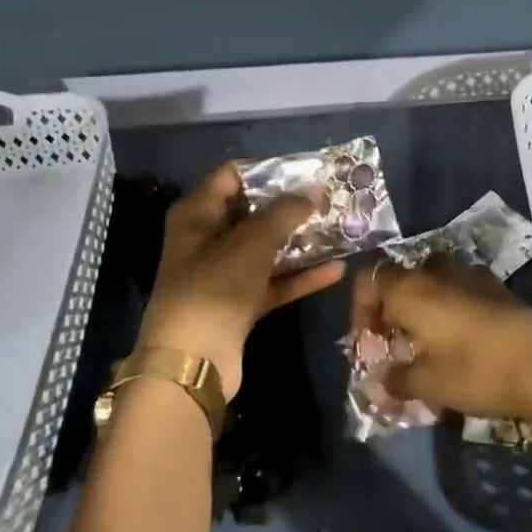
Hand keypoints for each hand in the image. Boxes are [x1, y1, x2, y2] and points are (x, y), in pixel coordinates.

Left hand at [139, 163, 344, 399]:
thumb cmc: (215, 286)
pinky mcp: (240, 304)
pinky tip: (336, 270)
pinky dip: (301, 277)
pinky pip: (275, 282)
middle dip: (290, 206)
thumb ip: (285, 212)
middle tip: (329, 199)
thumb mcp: (252, 241)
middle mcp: (208, 240)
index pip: (232, 175)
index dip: (268, 169)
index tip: (305, 171)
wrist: (192, 361)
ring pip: (267, 249)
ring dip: (300, 241)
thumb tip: (313, 191)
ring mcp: (224, 274)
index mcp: (197, 214)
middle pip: (253, 212)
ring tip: (339, 229)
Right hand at [355, 257, 531, 422]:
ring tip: (428, 341)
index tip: (369, 342)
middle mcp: (439, 273)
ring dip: (424, 304)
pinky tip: (462, 339)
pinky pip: (463, 289)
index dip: (362, 308)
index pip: (371, 279)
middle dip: (393, 306)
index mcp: (412, 290)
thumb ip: (397, 379)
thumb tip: (381, 380)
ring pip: (435, 280)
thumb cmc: (476, 371)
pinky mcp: (500, 289)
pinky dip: (453, 307)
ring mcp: (473, 276)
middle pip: (403, 278)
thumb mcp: (428, 384)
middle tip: (396, 342)